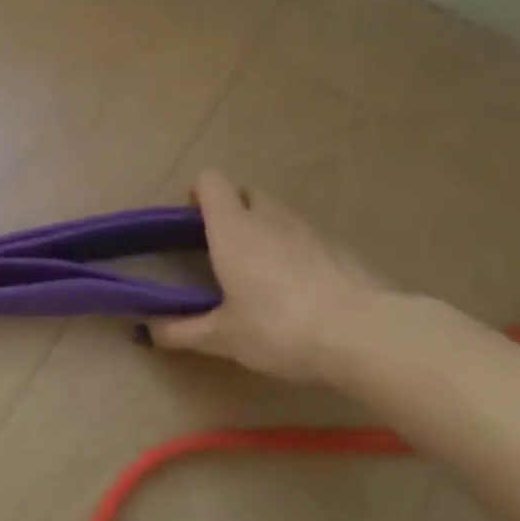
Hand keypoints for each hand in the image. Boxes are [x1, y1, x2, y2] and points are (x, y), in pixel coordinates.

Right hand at [147, 169, 392, 383]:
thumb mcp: (222, 338)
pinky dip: (301, 255)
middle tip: (225, 246)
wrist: (371, 337)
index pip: (211, 182)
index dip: (199, 193)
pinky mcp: (346, 253)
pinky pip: (313, 241)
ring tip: (263, 274)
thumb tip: (148, 332)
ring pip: (282, 216)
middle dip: (234, 209)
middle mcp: (272, 220)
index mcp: (234, 230)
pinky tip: (304, 293)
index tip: (192, 220)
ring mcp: (314, 232)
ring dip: (268, 232)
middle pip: (249, 192)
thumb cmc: (280, 328)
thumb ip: (181, 331)